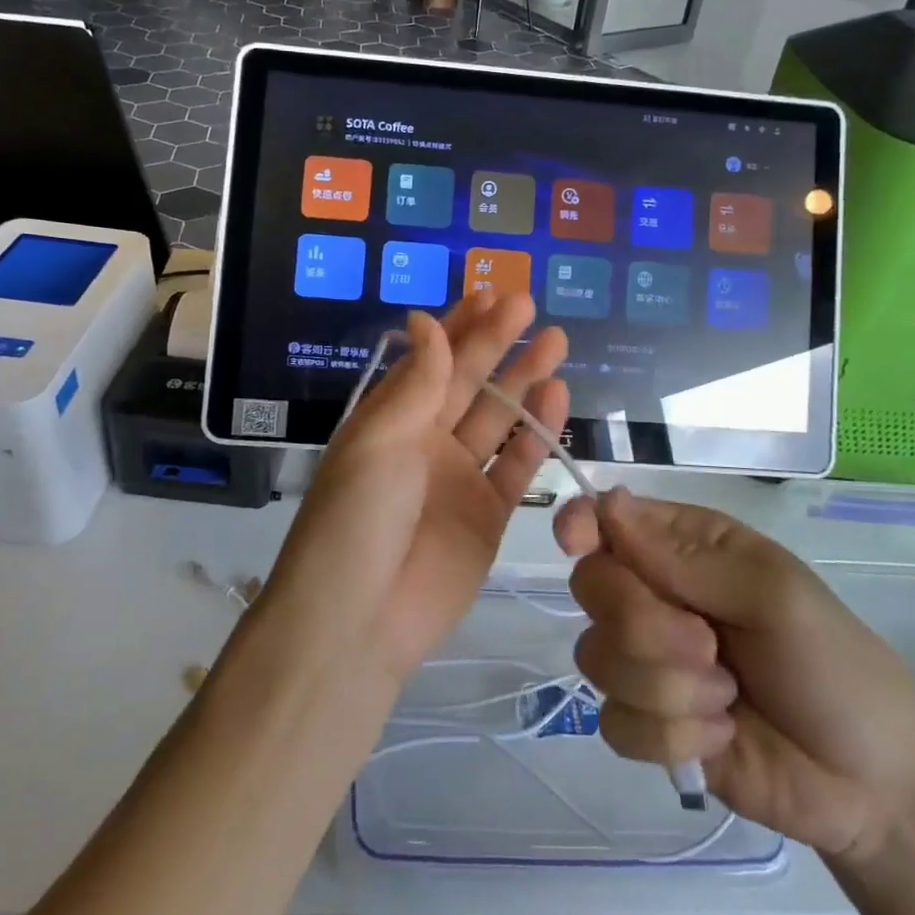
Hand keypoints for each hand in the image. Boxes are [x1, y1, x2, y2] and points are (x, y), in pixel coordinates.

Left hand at [259, 292, 568, 684]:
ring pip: (499, 419)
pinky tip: (558, 399)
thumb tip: (425, 318)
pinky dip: (537, 434)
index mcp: (391, 420)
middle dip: (499, 343)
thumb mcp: (379, 440)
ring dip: (525, 381)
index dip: (460, 327)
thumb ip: (417, 382)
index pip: (432, 360)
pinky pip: (517, 467)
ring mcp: (459, 479)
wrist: (358, 621)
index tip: (491, 293)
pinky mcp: (488, 516)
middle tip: (531, 306)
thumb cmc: (357, 518)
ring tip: (556, 342)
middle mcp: (425, 442)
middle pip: (469, 383)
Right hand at [554, 488, 914, 863]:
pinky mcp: (648, 724)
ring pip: (598, 658)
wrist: (872, 785)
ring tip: (728, 699)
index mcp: (686, 548)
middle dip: (645, 626)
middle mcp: (656, 595)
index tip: (575, 544)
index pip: (608, 520)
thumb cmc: (833, 665)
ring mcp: (648, 662)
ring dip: (668, 688)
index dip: (582, 525)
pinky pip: (615, 722)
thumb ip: (689, 558)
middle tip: (707, 649)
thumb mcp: (774, 595)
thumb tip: (608, 505)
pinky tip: (720, 737)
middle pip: (592, 588)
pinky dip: (672, 736)